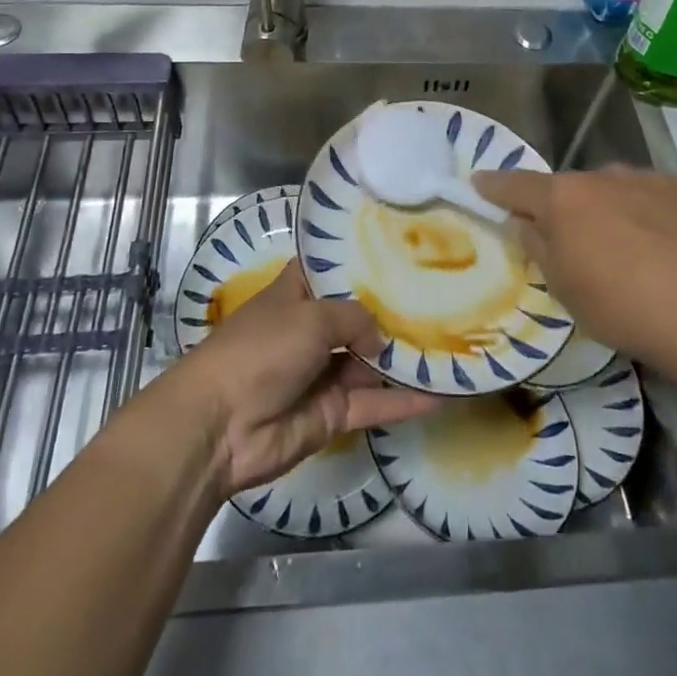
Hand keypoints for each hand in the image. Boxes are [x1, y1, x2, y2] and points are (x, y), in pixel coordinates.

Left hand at [161, 260, 442, 495]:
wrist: (220, 427)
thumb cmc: (260, 350)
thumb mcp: (310, 317)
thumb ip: (354, 319)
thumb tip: (380, 339)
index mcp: (297, 293)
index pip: (333, 268)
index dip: (363, 259)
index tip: (403, 248)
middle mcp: (312, 328)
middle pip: (360, 315)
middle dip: (396, 309)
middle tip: (444, 293)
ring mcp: (324, 372)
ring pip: (373, 361)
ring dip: (407, 355)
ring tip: (456, 340)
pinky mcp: (334, 412)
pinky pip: (376, 402)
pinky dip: (407, 401)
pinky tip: (445, 392)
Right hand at [473, 166, 676, 366]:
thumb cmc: (624, 305)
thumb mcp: (565, 288)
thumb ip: (539, 247)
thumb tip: (526, 223)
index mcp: (563, 198)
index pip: (516, 185)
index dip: (494, 186)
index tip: (480, 183)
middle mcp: (602, 176)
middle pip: (571, 190)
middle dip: (566, 210)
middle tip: (575, 245)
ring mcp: (648, 179)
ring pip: (615, 192)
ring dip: (611, 212)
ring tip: (631, 252)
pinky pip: (654, 199)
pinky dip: (650, 217)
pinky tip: (669, 251)